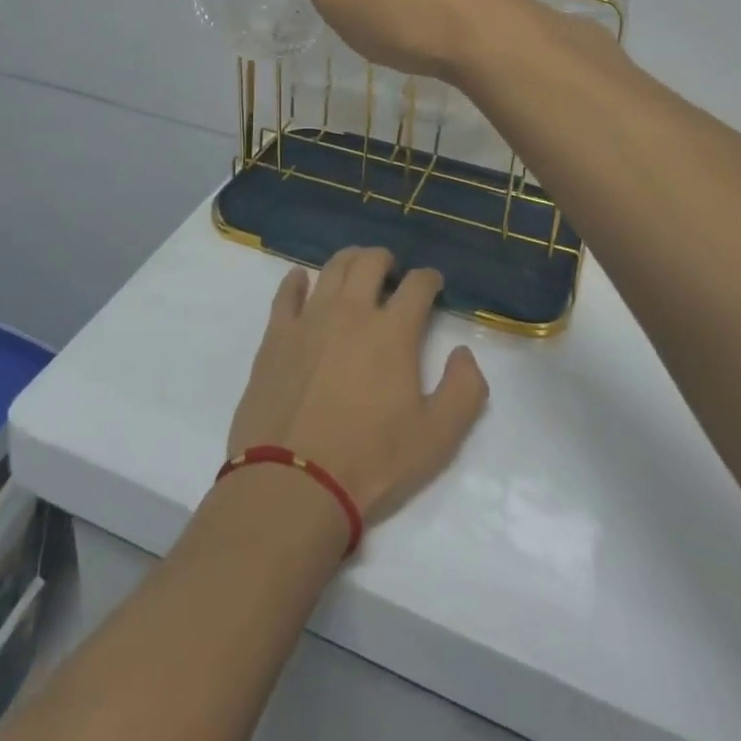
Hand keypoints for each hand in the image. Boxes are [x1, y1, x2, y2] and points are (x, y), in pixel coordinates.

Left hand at [228, 249, 488, 527]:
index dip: (429, 279)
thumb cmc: (371, 462)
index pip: (417, 286)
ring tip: (355, 269)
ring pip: (331, 269)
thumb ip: (464, 391)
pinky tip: (300, 280)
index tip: (433, 284)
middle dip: (386, 259)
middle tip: (391, 270)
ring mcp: (309, 319)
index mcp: (392, 332)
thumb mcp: (437, 439)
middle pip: (369, 263)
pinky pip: (286, 293)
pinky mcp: (276, 335)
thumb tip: (463, 353)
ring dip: (349, 260)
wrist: (294, 482)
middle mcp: (350, 312)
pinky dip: (296, 281)